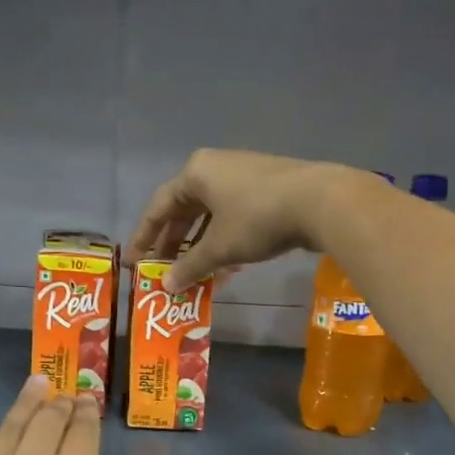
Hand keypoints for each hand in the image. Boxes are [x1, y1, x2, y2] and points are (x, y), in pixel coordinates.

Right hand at [128, 149, 360, 292]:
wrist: (321, 202)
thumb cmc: (257, 219)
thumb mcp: (218, 248)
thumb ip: (189, 266)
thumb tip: (166, 285)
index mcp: (195, 173)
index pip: (158, 207)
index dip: (144, 237)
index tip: (134, 263)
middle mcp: (216, 168)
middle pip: (184, 210)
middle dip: (173, 244)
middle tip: (163, 272)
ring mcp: (243, 177)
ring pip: (211, 217)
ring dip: (200, 248)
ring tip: (193, 276)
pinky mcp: (267, 189)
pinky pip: (233, 218)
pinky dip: (224, 242)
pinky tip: (226, 268)